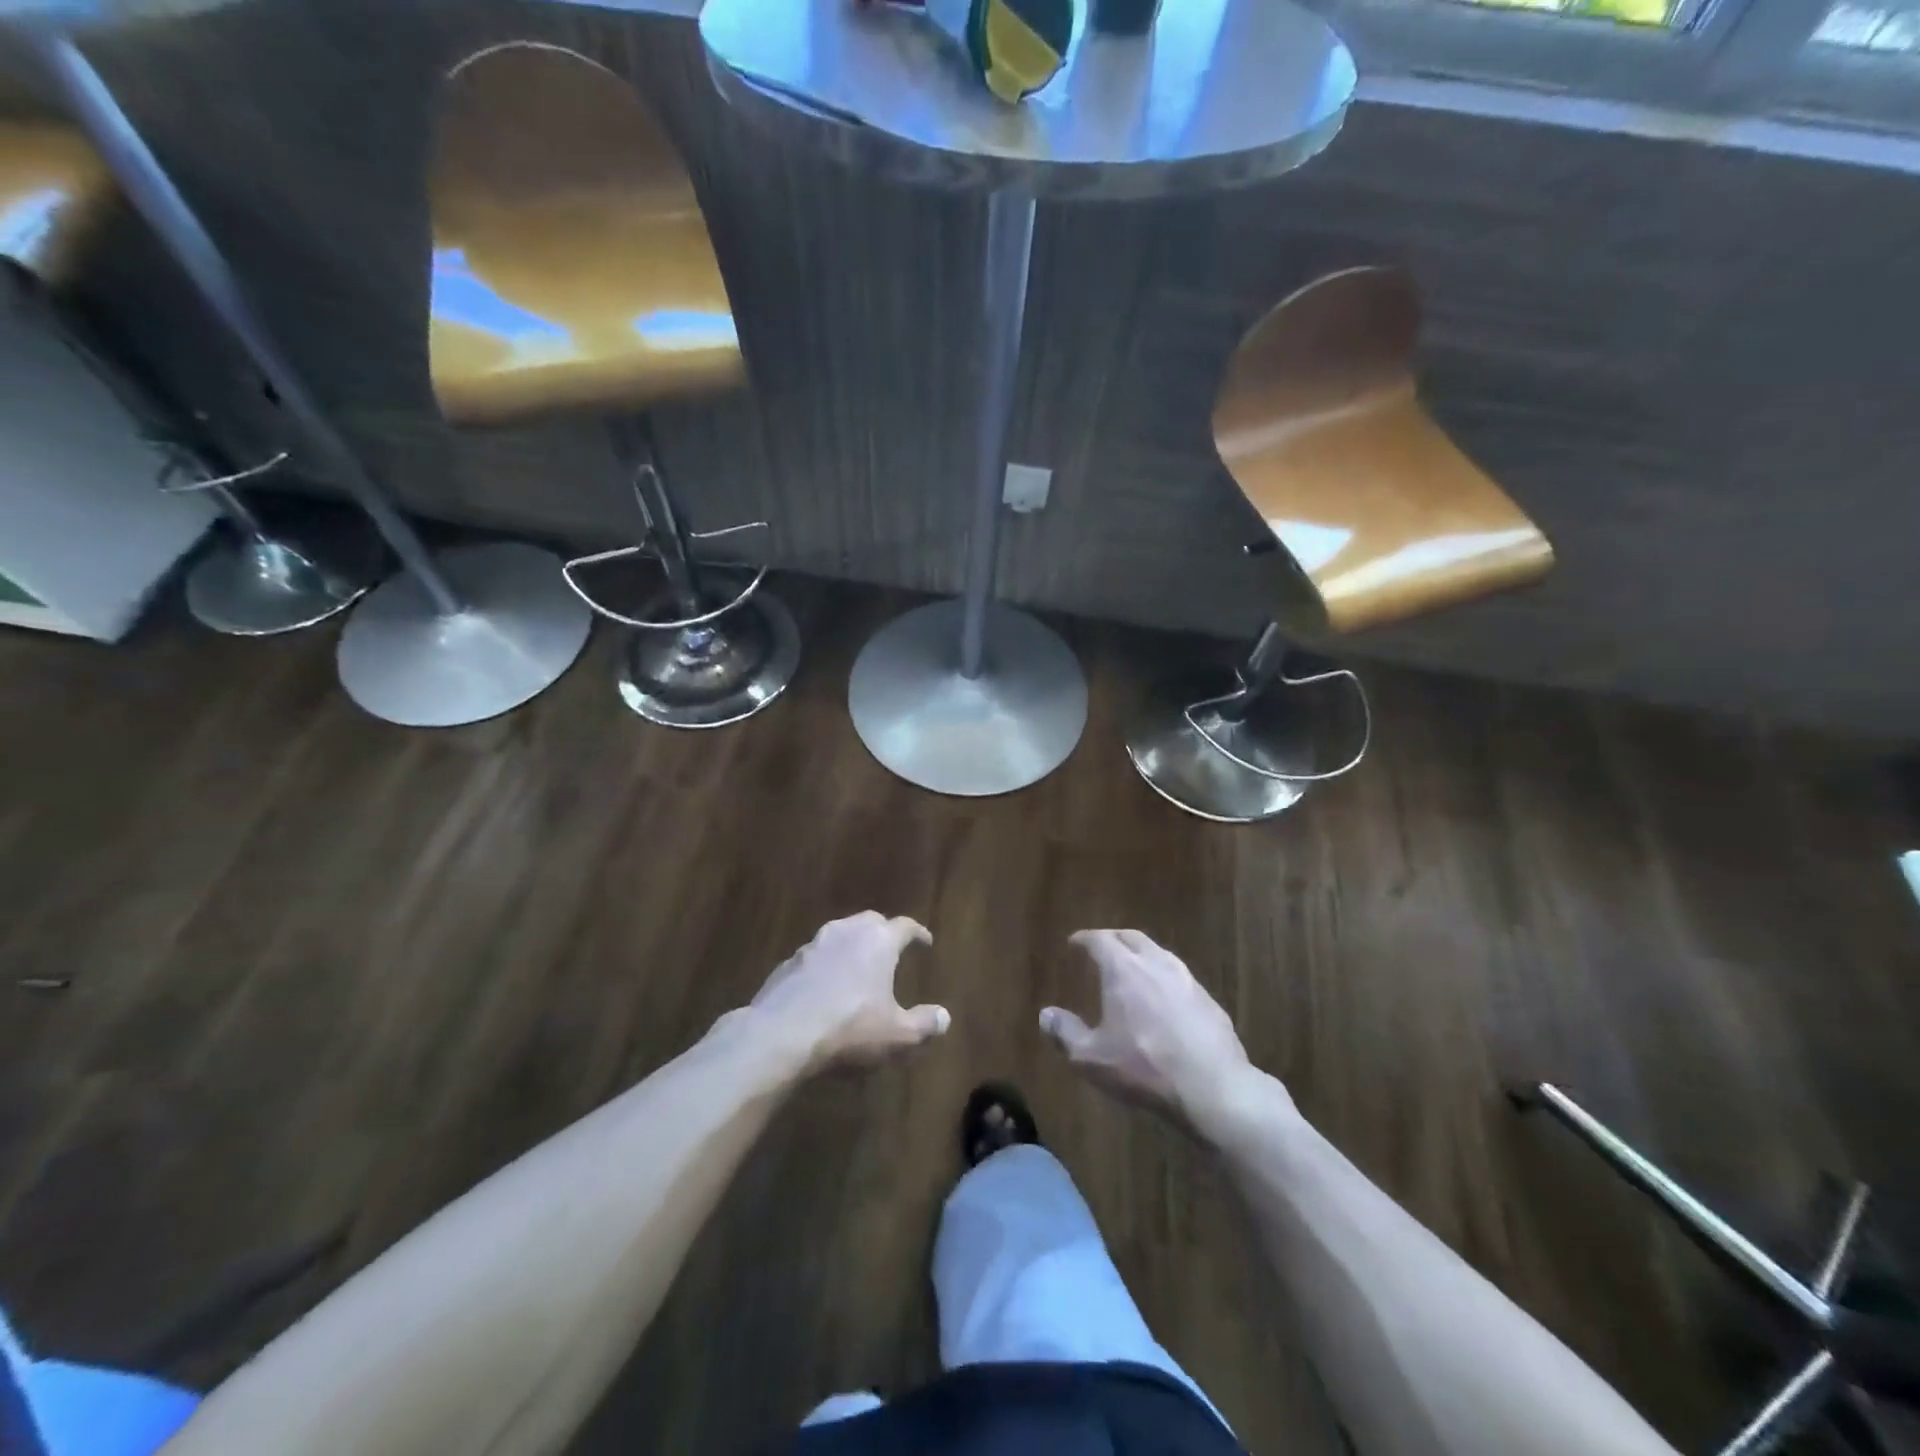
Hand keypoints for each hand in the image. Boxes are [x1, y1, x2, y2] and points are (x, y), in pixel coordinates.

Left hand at [748, 912, 947, 1071]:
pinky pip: (814, 957)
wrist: (780, 1035)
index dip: (918, 933)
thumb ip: (925, 1024)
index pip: (905, 926)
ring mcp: (812, 945)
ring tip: (857, 967)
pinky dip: (825, 966)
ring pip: (839, 935)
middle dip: (883, 932)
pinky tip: (824, 987)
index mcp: (878, 941)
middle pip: (870, 922)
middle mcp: (846, 932)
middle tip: (891, 948)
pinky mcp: (787, 964)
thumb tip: (945, 1017)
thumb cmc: (849, 1029)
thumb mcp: (897, 1035)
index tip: (926, 941)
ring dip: (851, 947)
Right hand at [1041, 929, 1269, 1135]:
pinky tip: (1163, 999)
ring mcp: (1187, 980)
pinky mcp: (1209, 1001)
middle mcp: (1156, 964)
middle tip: (1102, 947)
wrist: (1214, 1088)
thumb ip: (1065, 1034)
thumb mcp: (1092, 1058)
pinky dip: (1163, 978)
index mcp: (1123, 970)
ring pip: (1159, 954)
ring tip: (1132, 969)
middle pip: (1132, 938)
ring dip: (1141, 955)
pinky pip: (1180, 978)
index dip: (1085, 939)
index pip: (1100, 940)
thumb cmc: (1144, 1068)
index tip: (1074, 942)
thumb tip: (1045, 1015)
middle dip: (1114, 938)